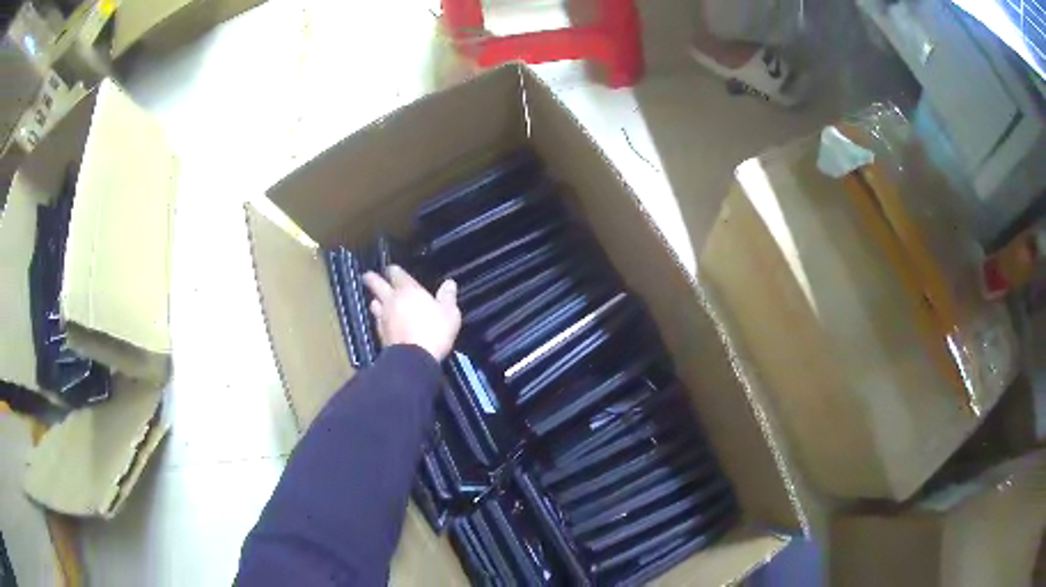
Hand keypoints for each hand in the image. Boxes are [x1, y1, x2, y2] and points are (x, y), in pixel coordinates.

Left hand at [362, 265, 461, 361]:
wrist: (414, 359)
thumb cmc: (434, 331)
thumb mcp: (449, 313)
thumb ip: (448, 296)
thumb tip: (449, 283)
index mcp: (408, 290)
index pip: (395, 272)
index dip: (393, 270)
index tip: (392, 269)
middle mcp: (391, 299)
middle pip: (376, 284)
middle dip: (371, 278)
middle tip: (368, 275)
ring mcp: (383, 317)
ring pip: (373, 303)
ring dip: (375, 300)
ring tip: (377, 300)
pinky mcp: (380, 333)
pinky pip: (377, 320)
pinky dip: (379, 318)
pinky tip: (382, 321)